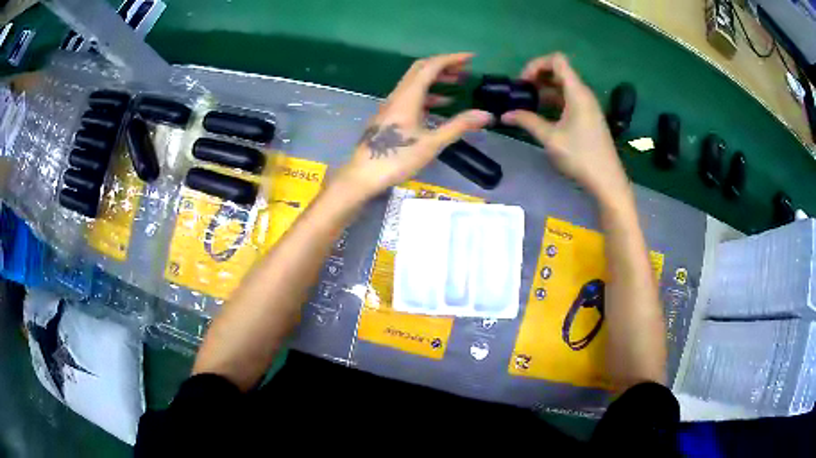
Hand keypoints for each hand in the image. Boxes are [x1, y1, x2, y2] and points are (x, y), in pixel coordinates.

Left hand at [337, 53, 492, 198]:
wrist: (362, 175)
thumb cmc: (396, 158)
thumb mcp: (431, 144)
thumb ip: (458, 126)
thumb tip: (486, 115)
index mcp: (408, 97)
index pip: (430, 67)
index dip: (451, 59)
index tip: (470, 58)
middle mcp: (398, 95)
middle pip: (420, 70)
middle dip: (444, 65)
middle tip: (465, 69)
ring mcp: (391, 105)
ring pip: (415, 83)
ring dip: (436, 79)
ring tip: (457, 84)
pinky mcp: (389, 116)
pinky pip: (411, 96)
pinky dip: (428, 95)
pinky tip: (440, 105)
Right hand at [501, 53, 630, 204]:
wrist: (607, 180)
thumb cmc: (580, 156)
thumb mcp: (550, 138)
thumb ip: (527, 121)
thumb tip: (504, 115)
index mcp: (577, 92)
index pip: (557, 60)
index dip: (537, 64)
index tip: (523, 82)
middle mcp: (583, 93)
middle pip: (559, 71)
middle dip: (537, 77)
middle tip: (520, 93)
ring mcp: (587, 105)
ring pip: (563, 86)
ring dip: (544, 90)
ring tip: (526, 104)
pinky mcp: (587, 117)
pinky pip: (568, 99)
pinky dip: (553, 101)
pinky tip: (541, 114)